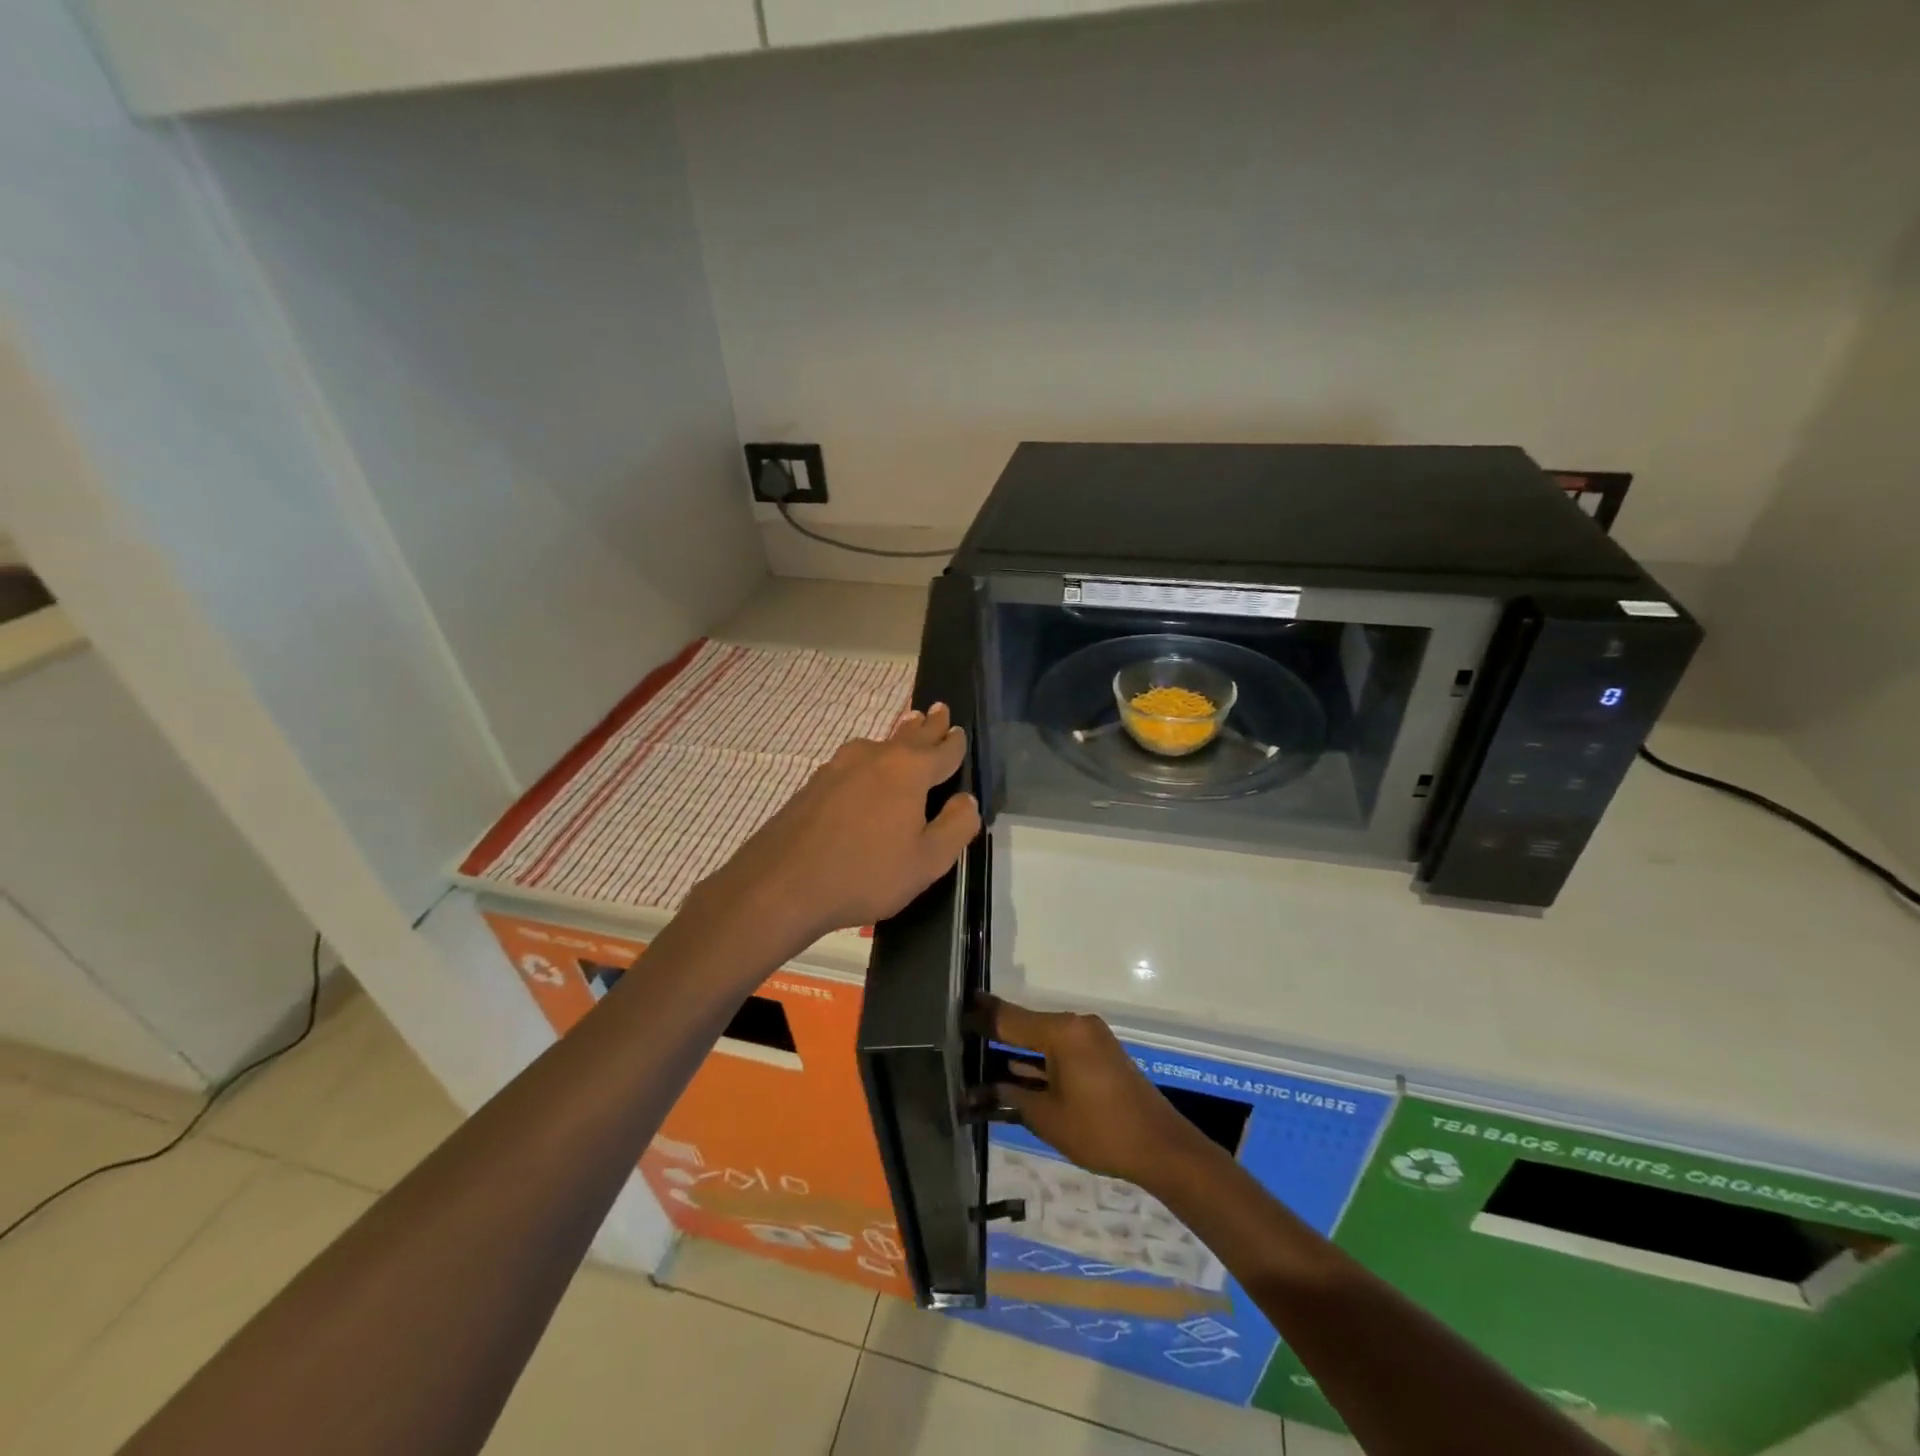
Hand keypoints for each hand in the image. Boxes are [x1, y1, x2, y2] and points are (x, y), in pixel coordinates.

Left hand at [698, 704, 981, 955]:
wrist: (781, 884)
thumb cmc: (865, 874)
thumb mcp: (927, 862)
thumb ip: (957, 827)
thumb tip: (967, 800)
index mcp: (909, 771)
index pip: (943, 750)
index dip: (954, 741)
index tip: (959, 730)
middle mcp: (875, 757)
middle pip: (910, 735)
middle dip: (927, 724)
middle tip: (937, 709)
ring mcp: (839, 767)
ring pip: (878, 744)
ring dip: (897, 736)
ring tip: (907, 728)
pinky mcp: (814, 783)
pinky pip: (853, 762)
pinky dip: (869, 759)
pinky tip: (865, 770)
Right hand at [983, 997, 1212, 1190]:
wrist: (1160, 1148)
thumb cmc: (1100, 1131)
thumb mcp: (1047, 1117)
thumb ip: (1012, 1095)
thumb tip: (981, 1088)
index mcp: (1062, 1031)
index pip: (1009, 1018)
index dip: (979, 1017)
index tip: (953, 1010)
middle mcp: (1076, 1024)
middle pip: (1026, 1025)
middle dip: (995, 1035)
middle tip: (962, 1040)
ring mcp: (1090, 1037)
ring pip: (1043, 1037)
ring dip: (1018, 1050)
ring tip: (981, 1057)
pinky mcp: (1099, 1053)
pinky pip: (1060, 1048)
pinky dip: (1040, 1059)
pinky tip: (1015, 1071)